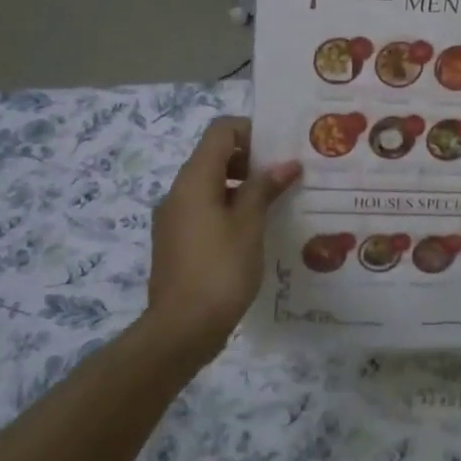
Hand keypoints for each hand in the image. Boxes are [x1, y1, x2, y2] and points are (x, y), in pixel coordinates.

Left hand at [148, 117, 299, 360]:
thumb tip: (286, 164)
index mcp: (194, 180)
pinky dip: (229, 208)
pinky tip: (255, 230)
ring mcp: (174, 218)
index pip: (220, 131)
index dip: (251, 131)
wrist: (181, 329)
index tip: (280, 148)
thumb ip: (264, 189)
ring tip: (276, 203)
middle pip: (214, 156)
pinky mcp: (176, 242)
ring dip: (242, 186)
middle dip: (251, 160)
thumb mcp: (249, 225)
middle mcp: (178, 192)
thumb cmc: (220, 270)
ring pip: (210, 185)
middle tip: (285, 176)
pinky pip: (205, 210)